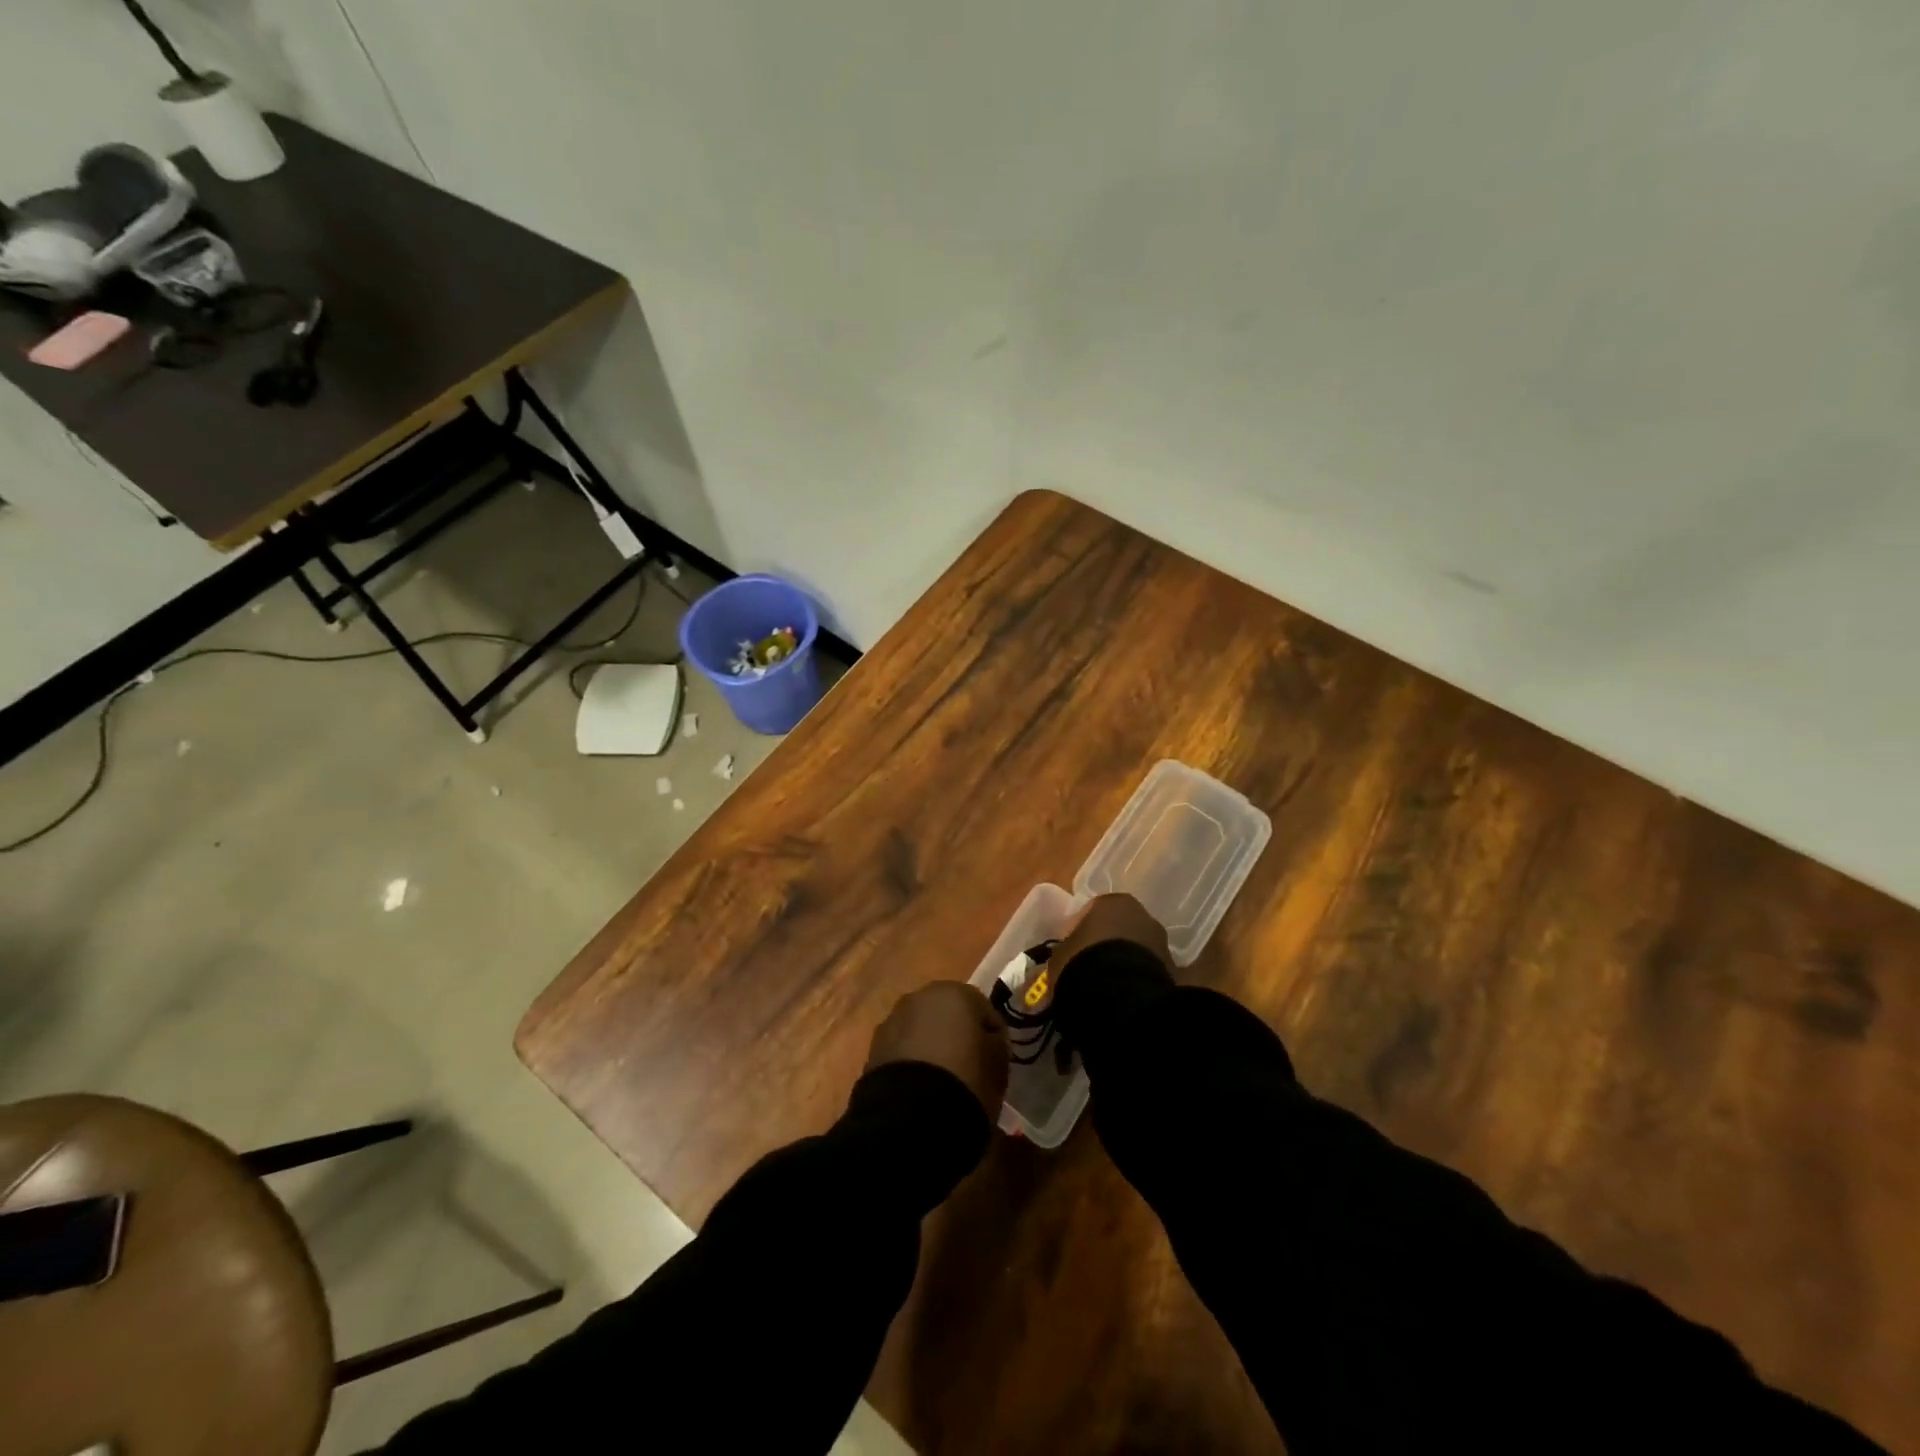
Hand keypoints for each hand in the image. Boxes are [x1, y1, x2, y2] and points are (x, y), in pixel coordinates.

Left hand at [866, 982, 1008, 1116]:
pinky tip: (920, 1089)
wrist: (910, 1117)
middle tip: (968, 1066)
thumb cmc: (966, 1081)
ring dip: (931, 1046)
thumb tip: (988, 1039)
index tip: (997, 1060)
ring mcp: (893, 1020)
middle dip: (957, 1035)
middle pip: (948, 1014)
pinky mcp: (874, 1048)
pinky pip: (903, 1050)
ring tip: (942, 1082)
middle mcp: (920, 996)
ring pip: (922, 1030)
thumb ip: (996, 1043)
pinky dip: (913, 1063)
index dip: (993, 1035)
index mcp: (955, 992)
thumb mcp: (999, 1063)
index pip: (983, 1009)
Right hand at [1052, 894, 1170, 990]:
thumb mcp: (1060, 954)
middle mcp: (1142, 915)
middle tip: (1092, 966)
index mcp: (1112, 902)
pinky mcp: (1174, 970)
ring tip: (1108, 986)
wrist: (1119, 996)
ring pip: (1138, 949)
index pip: (1093, 910)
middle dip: (1109, 943)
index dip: (1082, 931)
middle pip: (1121, 927)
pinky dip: (1139, 980)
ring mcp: (1161, 942)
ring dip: (1126, 962)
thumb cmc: (1082, 963)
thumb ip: (1066, 949)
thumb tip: (1067, 957)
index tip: (1073, 950)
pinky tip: (1125, 996)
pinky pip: (1149, 971)